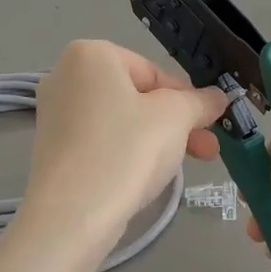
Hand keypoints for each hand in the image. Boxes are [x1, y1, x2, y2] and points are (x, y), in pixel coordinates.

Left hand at [24, 40, 226, 251]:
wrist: (72, 216)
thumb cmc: (127, 150)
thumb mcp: (176, 118)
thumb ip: (200, 101)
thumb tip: (218, 97)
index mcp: (91, 55)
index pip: (154, 72)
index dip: (187, 99)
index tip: (209, 125)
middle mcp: (64, 75)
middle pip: (137, 96)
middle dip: (176, 123)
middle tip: (206, 150)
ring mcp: (54, 114)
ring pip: (121, 121)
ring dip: (157, 140)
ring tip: (182, 167)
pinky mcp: (52, 149)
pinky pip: (101, 142)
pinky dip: (126, 154)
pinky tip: (144, 177)